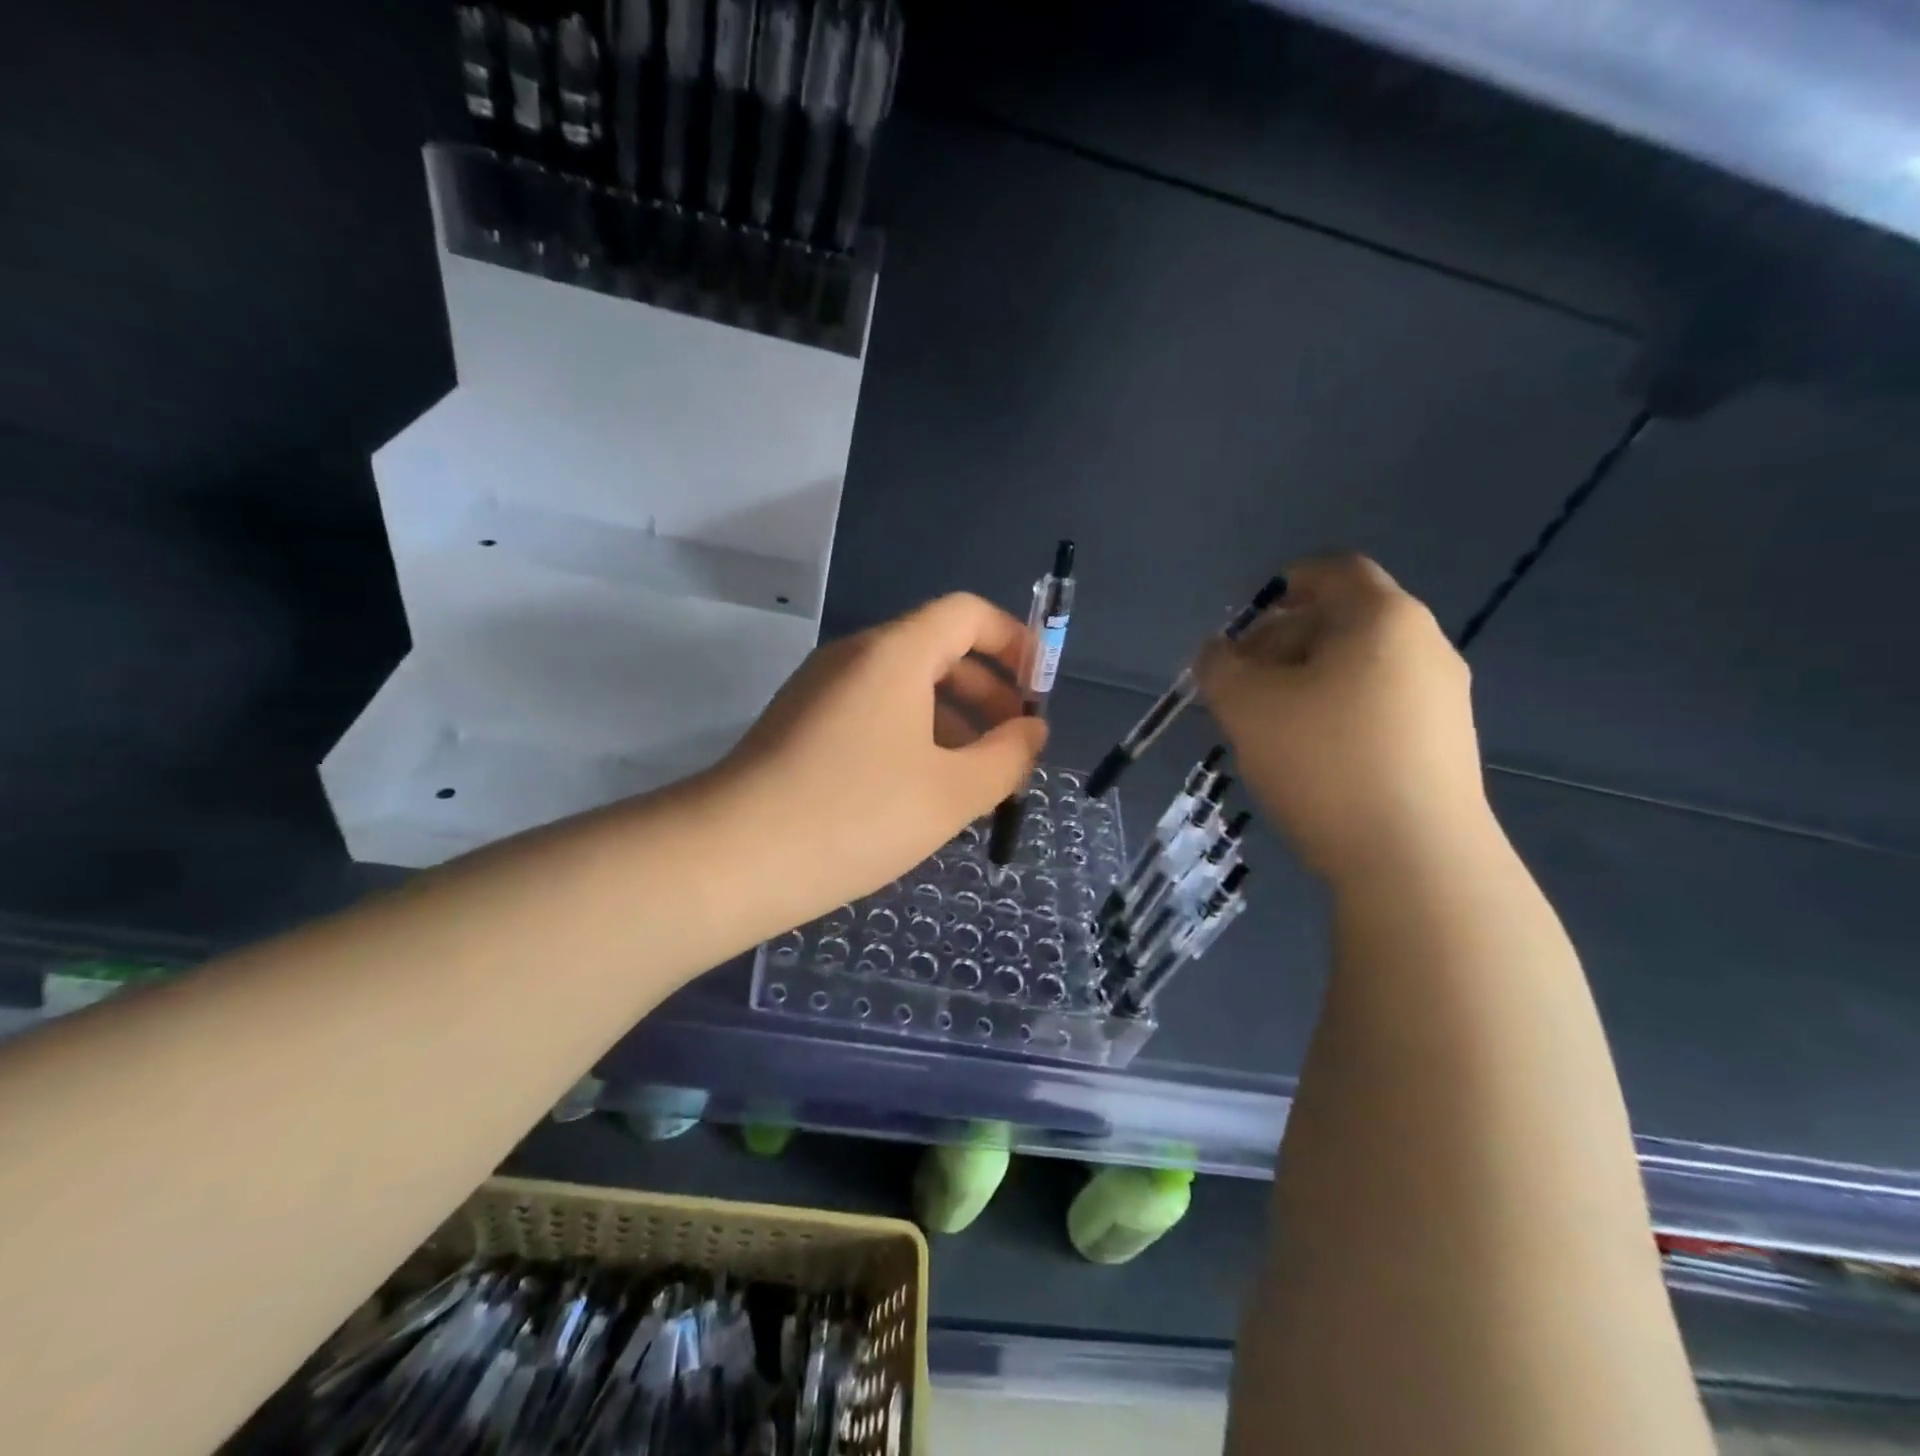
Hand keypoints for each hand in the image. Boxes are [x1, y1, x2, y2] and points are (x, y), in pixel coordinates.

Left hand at [711, 593, 1048, 913]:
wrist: (732, 857)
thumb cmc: (857, 815)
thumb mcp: (952, 792)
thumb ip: (1007, 757)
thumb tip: (1032, 732)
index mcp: (895, 653)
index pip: (967, 614)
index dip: (1013, 642)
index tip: (1039, 691)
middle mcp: (855, 656)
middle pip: (937, 649)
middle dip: (987, 691)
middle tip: (1014, 744)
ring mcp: (820, 689)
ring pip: (903, 686)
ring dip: (951, 719)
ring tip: (976, 777)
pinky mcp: (800, 725)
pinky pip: (872, 712)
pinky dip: (911, 735)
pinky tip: (920, 790)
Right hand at [1196, 555, 1490, 884]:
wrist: (1415, 861)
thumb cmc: (1323, 762)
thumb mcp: (1246, 706)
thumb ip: (1218, 667)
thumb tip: (1216, 652)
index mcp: (1382, 618)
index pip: (1334, 571)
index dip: (1284, 584)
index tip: (1245, 622)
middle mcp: (1425, 646)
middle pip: (1344, 620)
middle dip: (1283, 640)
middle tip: (1240, 681)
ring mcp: (1443, 698)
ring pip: (1360, 667)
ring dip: (1306, 680)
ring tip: (1266, 723)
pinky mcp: (1445, 745)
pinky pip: (1380, 705)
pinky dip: (1337, 711)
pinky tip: (1309, 756)